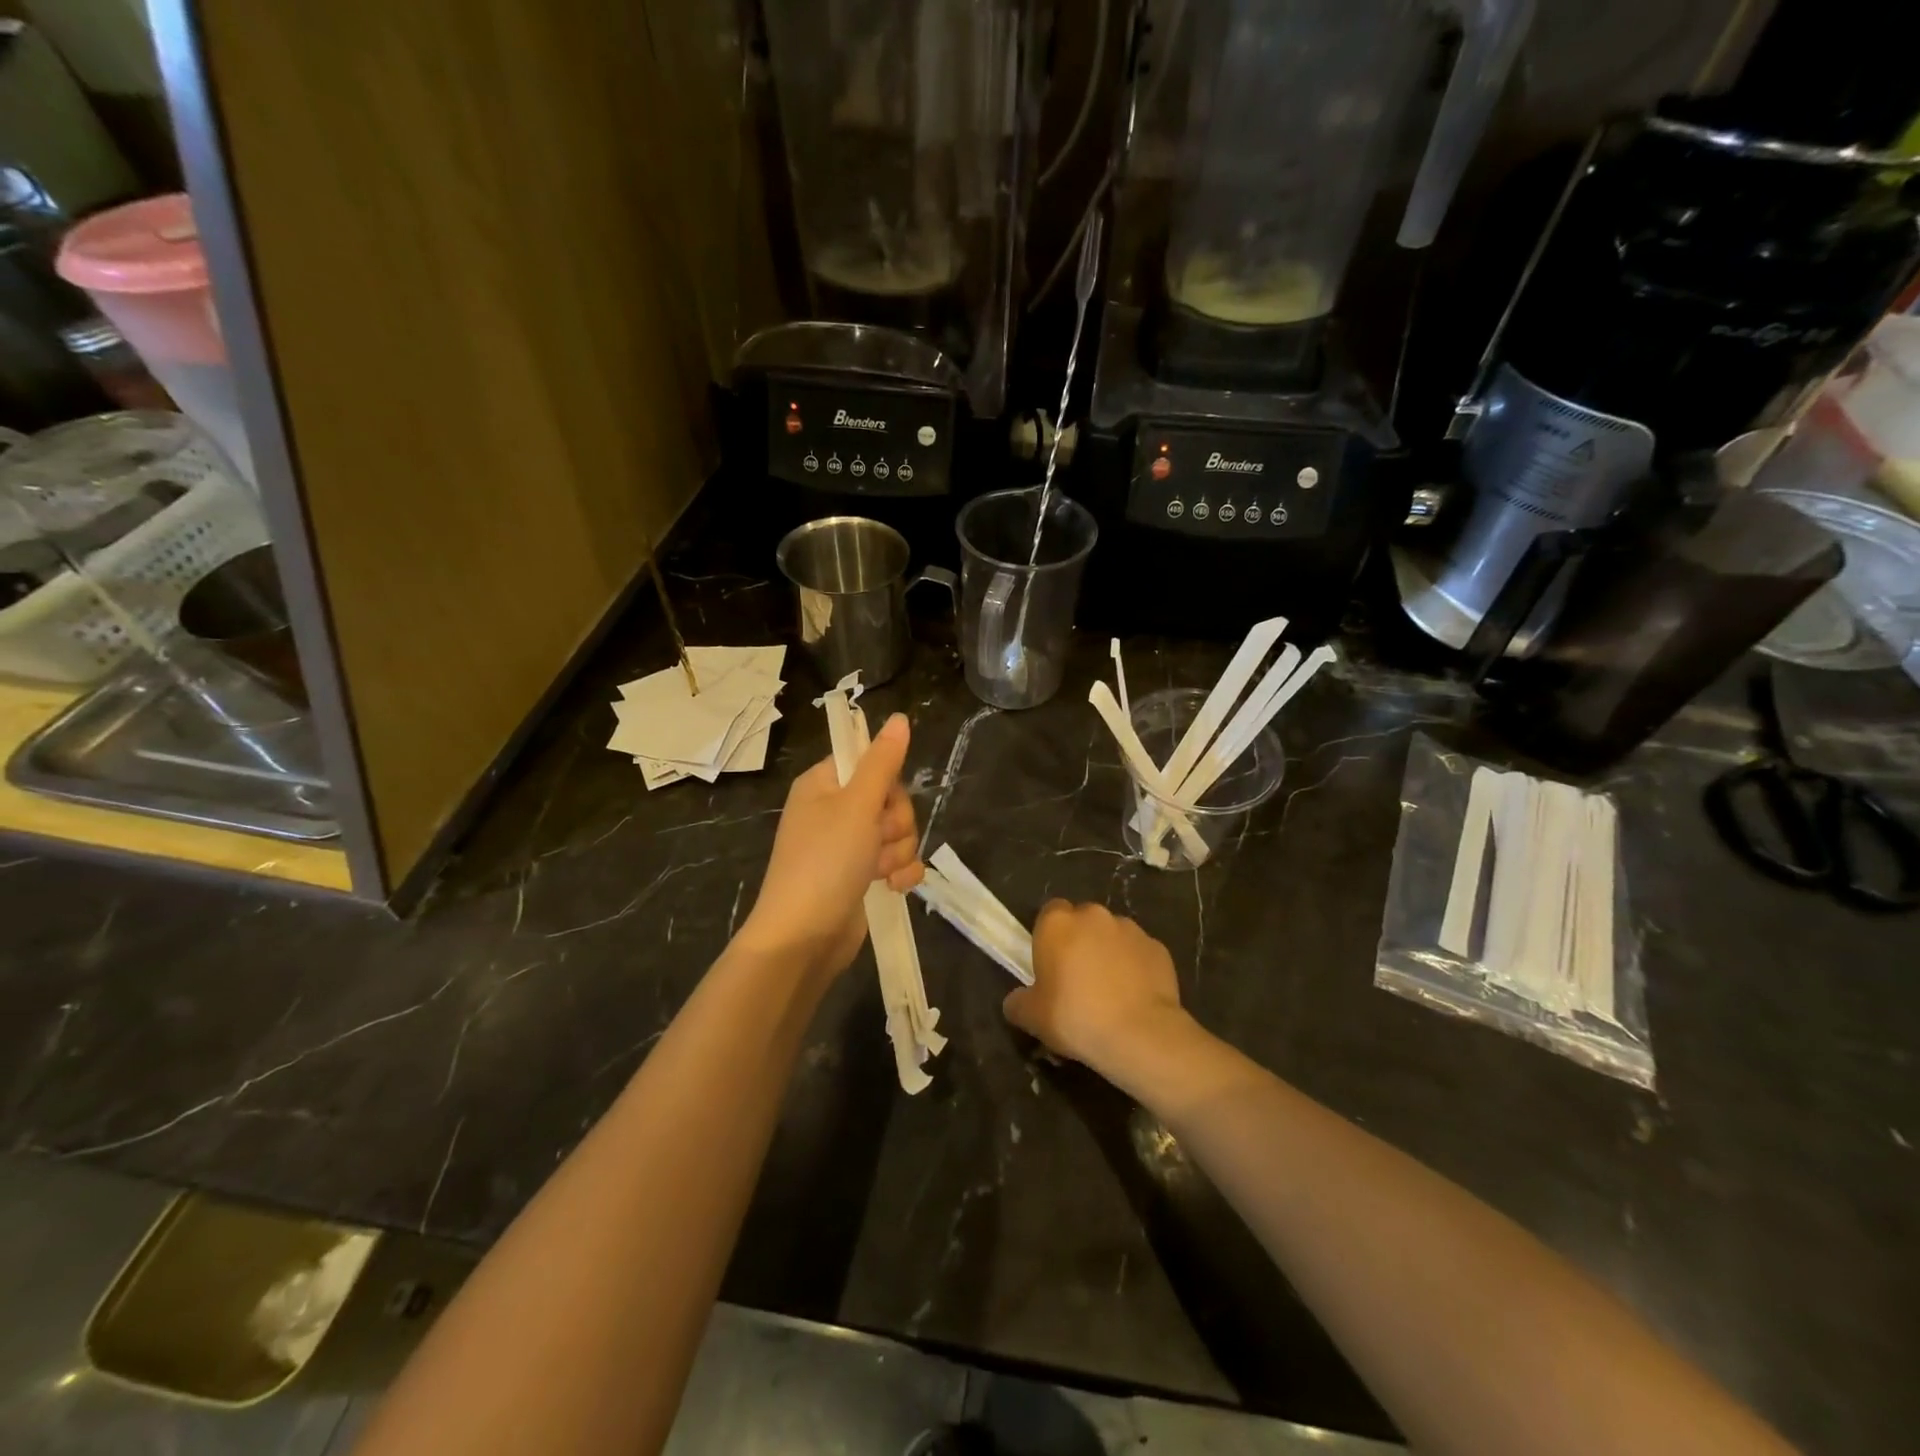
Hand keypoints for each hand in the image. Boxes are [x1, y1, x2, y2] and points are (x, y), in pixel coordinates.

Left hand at [737, 712, 922, 977]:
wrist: (804, 938)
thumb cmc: (825, 862)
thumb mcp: (857, 805)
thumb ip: (883, 762)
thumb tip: (899, 717)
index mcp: (823, 784)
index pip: (870, 762)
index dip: (886, 782)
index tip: (881, 800)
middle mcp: (834, 810)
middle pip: (891, 798)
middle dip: (896, 823)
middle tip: (878, 840)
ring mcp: (848, 846)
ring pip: (898, 832)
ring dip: (899, 851)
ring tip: (879, 871)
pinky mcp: (861, 876)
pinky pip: (898, 861)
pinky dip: (901, 873)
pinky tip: (893, 887)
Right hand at [1003, 900, 1186, 1075]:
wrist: (1139, 1035)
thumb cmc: (1076, 1017)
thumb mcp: (1032, 1017)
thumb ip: (1018, 1003)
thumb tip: (1016, 1001)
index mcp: (1058, 923)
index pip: (1049, 913)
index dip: (1049, 936)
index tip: (1050, 964)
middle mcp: (1094, 916)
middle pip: (1082, 921)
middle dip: (1080, 942)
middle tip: (1077, 978)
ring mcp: (1130, 929)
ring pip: (1112, 935)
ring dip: (1108, 952)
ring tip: (1109, 991)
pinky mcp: (1157, 947)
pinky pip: (1138, 953)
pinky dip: (1135, 967)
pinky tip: (1133, 996)